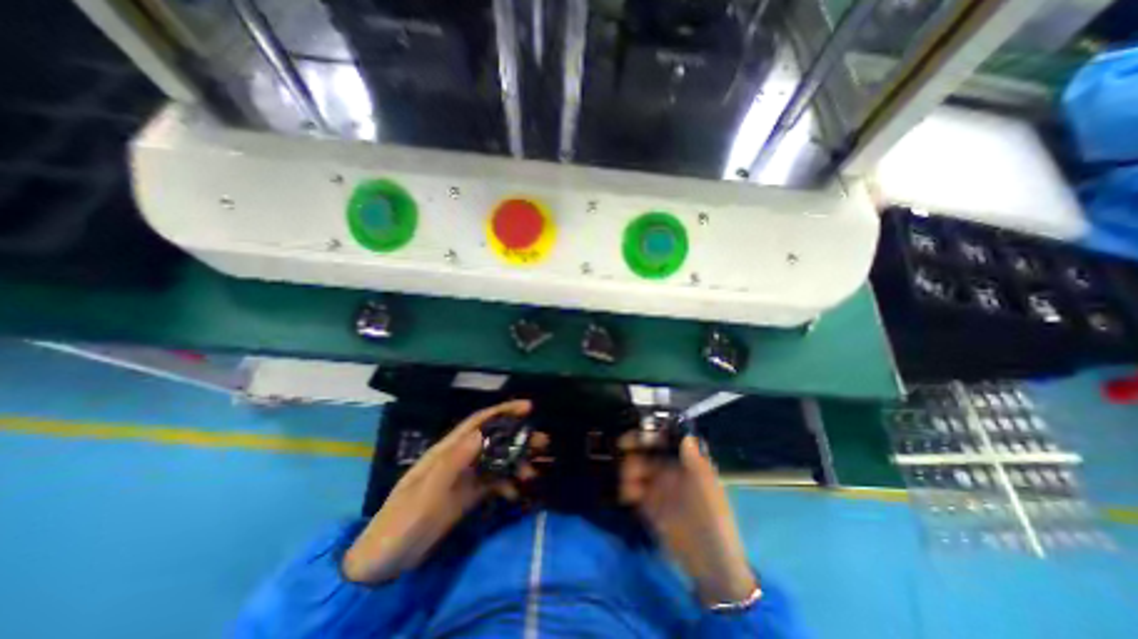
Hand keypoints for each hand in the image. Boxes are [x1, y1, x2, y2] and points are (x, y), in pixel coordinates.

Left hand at [343, 400, 537, 583]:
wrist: (385, 561)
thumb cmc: (402, 521)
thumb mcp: (426, 492)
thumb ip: (452, 462)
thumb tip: (481, 433)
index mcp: (447, 450)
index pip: (479, 422)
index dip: (503, 411)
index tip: (528, 407)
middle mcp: (459, 458)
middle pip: (494, 439)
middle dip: (519, 437)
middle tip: (543, 442)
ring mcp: (464, 477)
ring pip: (497, 460)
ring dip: (517, 462)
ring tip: (534, 472)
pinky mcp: (468, 495)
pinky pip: (493, 483)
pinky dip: (507, 484)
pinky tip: (516, 494)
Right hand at [622, 434, 753, 603]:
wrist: (709, 562)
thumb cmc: (713, 518)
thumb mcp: (707, 487)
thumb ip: (694, 460)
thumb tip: (686, 435)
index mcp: (685, 461)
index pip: (665, 438)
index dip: (651, 432)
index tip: (638, 431)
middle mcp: (669, 468)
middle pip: (645, 448)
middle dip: (633, 446)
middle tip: (623, 448)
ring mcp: (657, 485)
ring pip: (635, 466)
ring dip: (628, 469)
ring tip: (630, 483)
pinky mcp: (647, 503)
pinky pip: (632, 488)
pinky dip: (627, 488)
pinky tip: (629, 496)